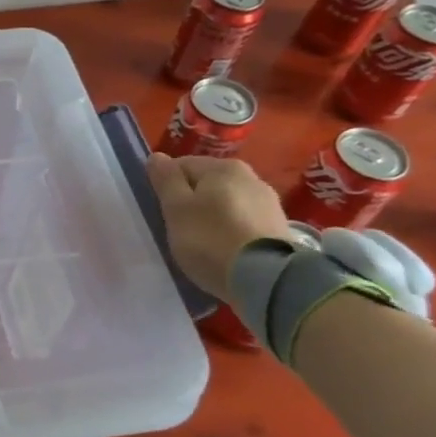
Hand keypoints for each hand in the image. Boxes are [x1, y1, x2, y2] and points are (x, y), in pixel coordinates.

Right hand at [145, 154, 290, 300]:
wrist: (266, 280)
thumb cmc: (210, 239)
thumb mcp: (176, 209)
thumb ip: (166, 180)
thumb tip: (157, 156)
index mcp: (223, 167)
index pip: (182, 165)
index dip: (167, 186)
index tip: (162, 211)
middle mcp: (250, 177)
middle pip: (206, 184)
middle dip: (191, 201)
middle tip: (178, 229)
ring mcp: (269, 203)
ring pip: (226, 203)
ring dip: (211, 216)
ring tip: (202, 243)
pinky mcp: (279, 228)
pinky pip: (243, 222)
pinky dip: (230, 231)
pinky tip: (224, 250)